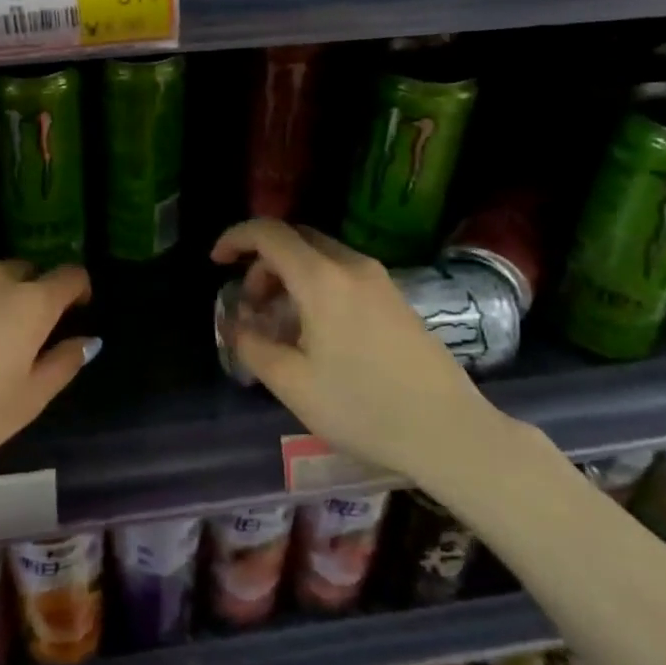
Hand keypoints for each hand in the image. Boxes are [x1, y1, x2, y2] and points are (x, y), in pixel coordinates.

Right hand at [211, 220, 502, 479]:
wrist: (449, 431)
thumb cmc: (363, 407)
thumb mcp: (292, 383)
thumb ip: (252, 346)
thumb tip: (235, 324)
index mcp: (322, 279)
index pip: (269, 233)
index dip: (235, 238)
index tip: (216, 262)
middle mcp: (351, 266)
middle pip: (295, 240)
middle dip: (261, 263)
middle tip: (250, 305)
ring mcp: (379, 280)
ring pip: (320, 256)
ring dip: (289, 276)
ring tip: (279, 323)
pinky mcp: (396, 298)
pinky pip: (342, 273)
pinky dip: (315, 285)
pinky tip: (315, 331)